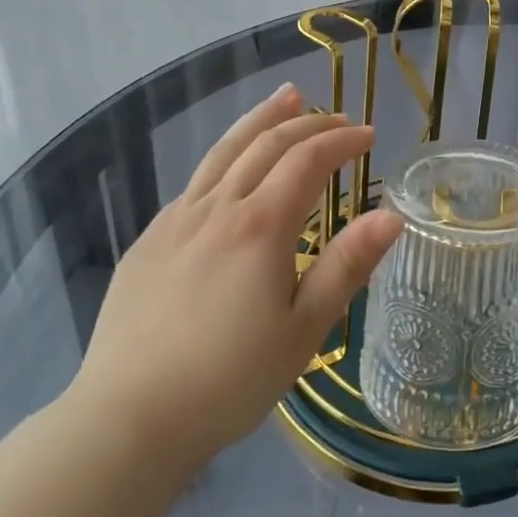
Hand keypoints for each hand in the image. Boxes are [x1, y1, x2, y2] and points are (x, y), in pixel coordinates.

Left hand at [67, 85, 401, 480]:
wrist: (127, 419)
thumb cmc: (229, 380)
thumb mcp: (303, 329)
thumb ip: (346, 265)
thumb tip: (391, 215)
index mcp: (260, 226)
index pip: (308, 161)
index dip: (342, 142)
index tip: (369, 136)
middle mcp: (217, 209)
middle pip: (265, 144)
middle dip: (307, 123)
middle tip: (338, 118)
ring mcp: (176, 221)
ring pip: (224, 152)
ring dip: (260, 120)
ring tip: (285, 97)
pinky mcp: (149, 241)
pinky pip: (196, 183)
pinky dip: (226, 158)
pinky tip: (232, 169)